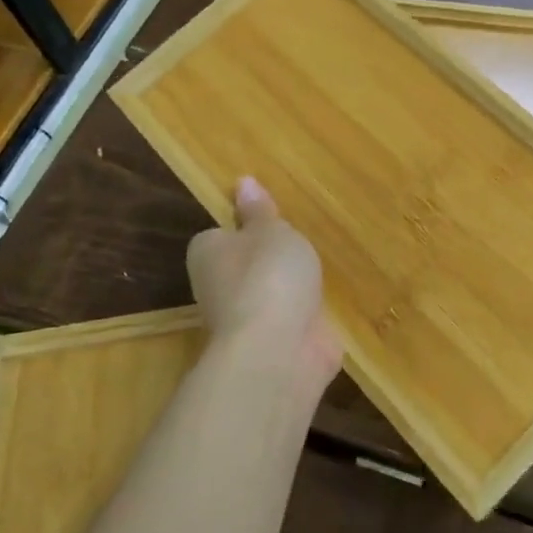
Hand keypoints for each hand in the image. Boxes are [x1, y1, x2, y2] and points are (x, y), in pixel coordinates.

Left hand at [188, 177, 341, 385]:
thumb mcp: (271, 230)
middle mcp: (217, 288)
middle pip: (243, 267)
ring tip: (319, 271)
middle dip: (268, 260)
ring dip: (288, 289)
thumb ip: (260, 211)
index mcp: (208, 254)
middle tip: (302, 244)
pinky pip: (289, 321)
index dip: (245, 228)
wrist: (279, 349)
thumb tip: (242, 182)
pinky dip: (304, 316)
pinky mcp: (271, 346)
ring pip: (266, 296)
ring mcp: (244, 321)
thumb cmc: (269, 275)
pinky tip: (324, 306)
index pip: (220, 235)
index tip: (272, 224)